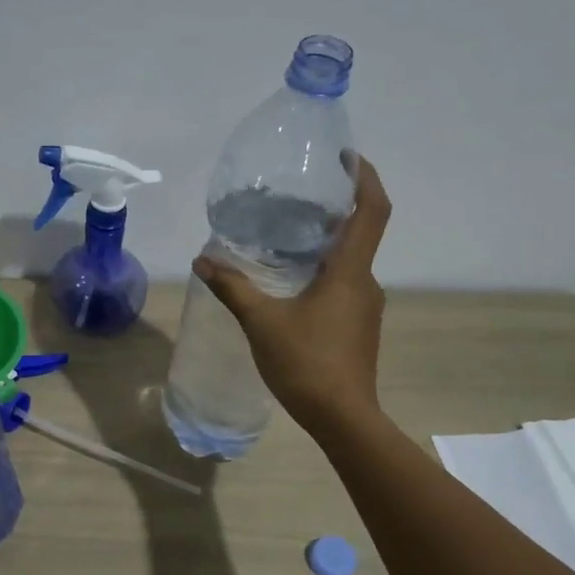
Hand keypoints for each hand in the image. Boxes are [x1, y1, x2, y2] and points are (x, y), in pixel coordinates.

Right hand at [194, 152, 390, 437]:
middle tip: (299, 196)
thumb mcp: (262, 322)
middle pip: (360, 233)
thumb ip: (233, 287)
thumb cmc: (306, 364)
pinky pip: (344, 286)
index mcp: (350, 272)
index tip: (348, 156)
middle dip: (336, 209)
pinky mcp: (359, 327)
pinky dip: (324, 272)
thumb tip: (203, 260)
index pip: (371, 210)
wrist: (343, 418)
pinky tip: (292, 285)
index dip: (365, 177)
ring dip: (327, 244)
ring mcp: (366, 307)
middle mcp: (366, 283)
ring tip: (287, 238)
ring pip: (350, 263)